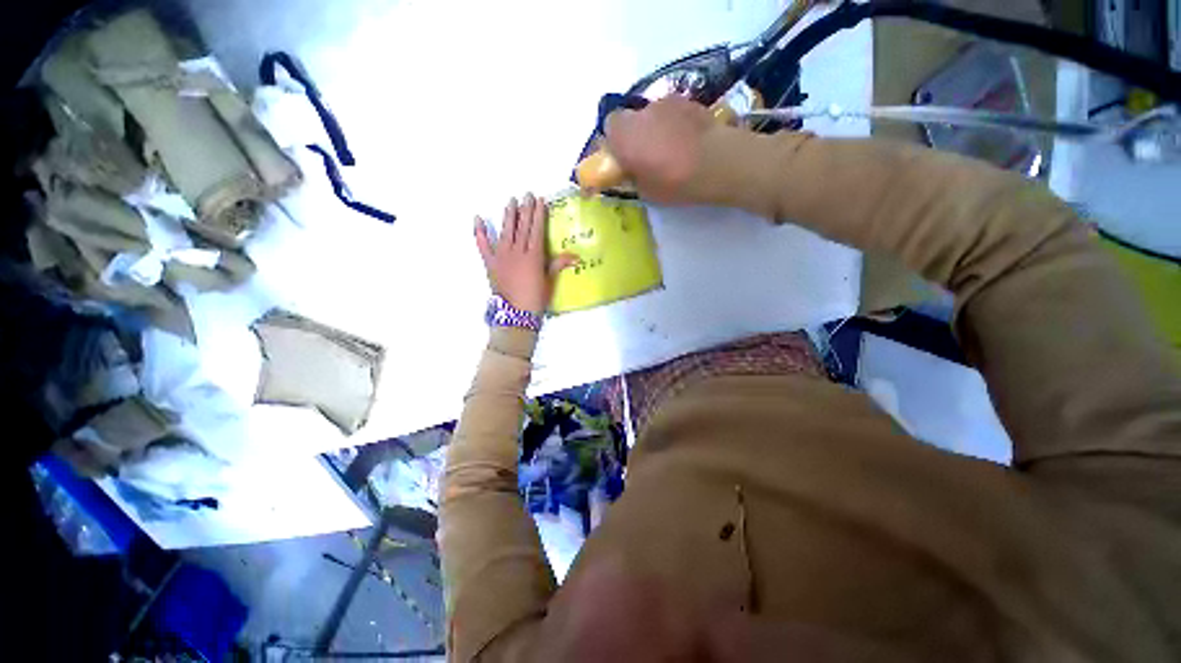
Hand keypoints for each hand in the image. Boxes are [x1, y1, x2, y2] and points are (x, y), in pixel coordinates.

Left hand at [475, 193, 576, 314]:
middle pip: (522, 227)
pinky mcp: (490, 263)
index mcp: (533, 256)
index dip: (538, 214)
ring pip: (506, 231)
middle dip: (525, 210)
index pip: (536, 230)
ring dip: (508, 215)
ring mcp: (501, 256)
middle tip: (526, 195)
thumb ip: (558, 264)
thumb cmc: (536, 299)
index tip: (539, 200)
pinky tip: (477, 219)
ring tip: (511, 201)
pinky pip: (483, 245)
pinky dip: (479, 233)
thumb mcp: (549, 281)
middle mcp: (517, 251)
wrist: (515, 314)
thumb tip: (576, 256)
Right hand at [604, 96, 715, 203]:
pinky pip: (672, 113)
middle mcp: (640, 113)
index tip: (624, 158)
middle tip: (646, 155)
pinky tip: (687, 141)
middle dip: (634, 134)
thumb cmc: (674, 182)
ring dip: (655, 128)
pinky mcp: (688, 100)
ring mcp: (665, 102)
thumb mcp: (644, 191)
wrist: (716, 162)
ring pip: (652, 115)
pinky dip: (674, 124)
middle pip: (630, 118)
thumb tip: (631, 170)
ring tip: (671, 148)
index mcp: (624, 135)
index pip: (609, 128)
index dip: (615, 142)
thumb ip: (632, 176)